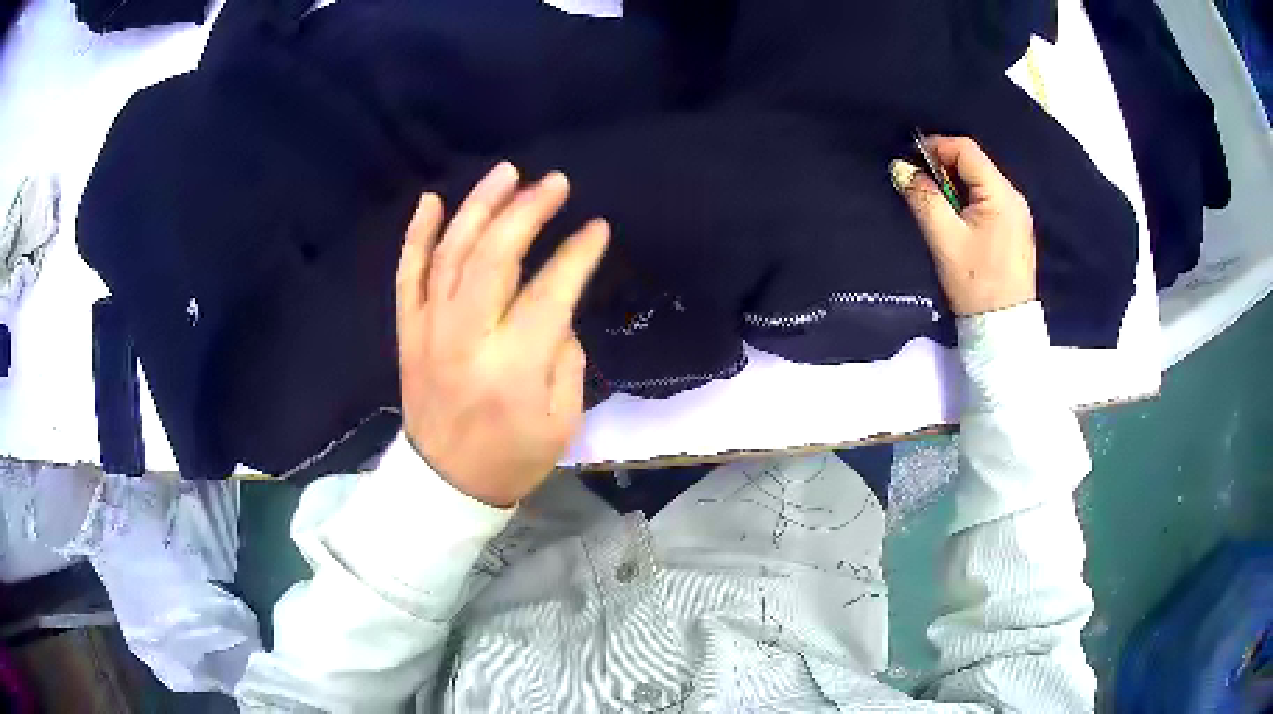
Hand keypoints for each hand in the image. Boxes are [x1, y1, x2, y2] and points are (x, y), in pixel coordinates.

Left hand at [395, 163, 608, 506]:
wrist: (445, 483)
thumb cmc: (512, 457)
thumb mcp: (562, 422)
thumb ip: (566, 360)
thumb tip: (557, 313)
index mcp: (512, 368)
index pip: (550, 293)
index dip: (577, 255)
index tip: (597, 228)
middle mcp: (466, 339)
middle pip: (494, 257)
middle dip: (527, 211)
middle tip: (555, 183)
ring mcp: (429, 330)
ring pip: (450, 254)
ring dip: (479, 207)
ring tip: (507, 173)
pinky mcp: (408, 331)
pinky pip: (407, 275)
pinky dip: (417, 235)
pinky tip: (431, 201)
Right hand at [890, 135, 1036, 316]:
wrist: (1003, 327)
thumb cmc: (975, 282)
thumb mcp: (944, 238)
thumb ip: (923, 198)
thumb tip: (900, 167)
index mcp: (1001, 194)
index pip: (966, 150)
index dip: (936, 147)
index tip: (911, 162)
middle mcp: (1014, 196)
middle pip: (975, 163)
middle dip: (944, 167)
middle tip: (920, 187)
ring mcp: (1017, 214)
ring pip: (980, 182)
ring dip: (955, 185)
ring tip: (936, 205)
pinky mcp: (1015, 229)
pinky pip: (988, 200)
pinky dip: (968, 200)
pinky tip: (957, 221)